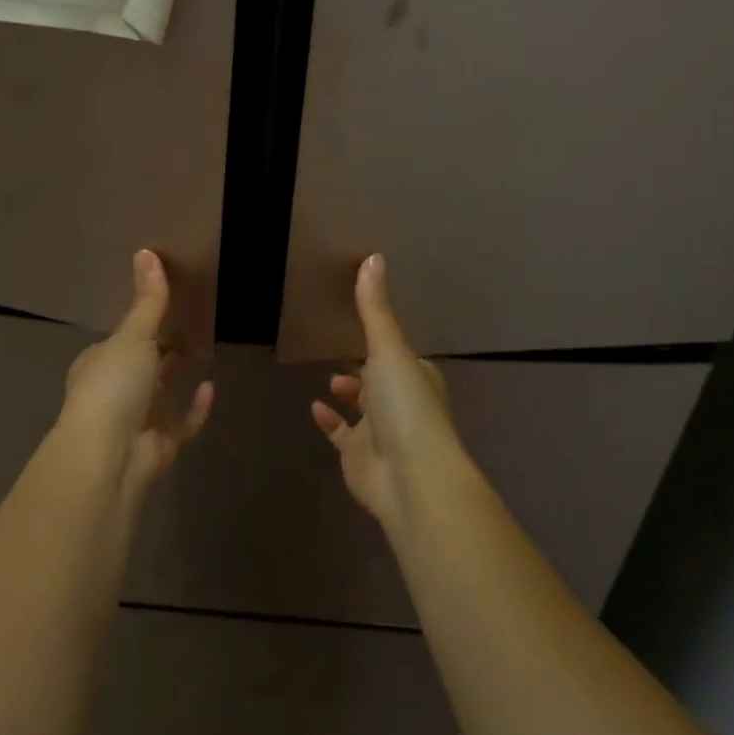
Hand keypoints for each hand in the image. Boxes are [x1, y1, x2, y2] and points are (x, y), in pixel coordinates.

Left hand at [56, 250, 214, 492]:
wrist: (108, 457)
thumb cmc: (112, 387)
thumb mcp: (132, 336)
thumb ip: (147, 300)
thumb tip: (146, 251)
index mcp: (97, 364)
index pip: (117, 340)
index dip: (137, 325)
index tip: (161, 306)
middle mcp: (113, 392)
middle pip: (140, 366)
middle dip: (158, 350)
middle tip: (188, 323)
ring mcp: (136, 422)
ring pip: (159, 395)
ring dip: (174, 377)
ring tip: (201, 349)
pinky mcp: (158, 446)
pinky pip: (181, 423)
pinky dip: (195, 408)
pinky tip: (211, 387)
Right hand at [310, 255, 467, 529]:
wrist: (410, 477)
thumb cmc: (406, 406)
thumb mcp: (389, 349)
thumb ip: (375, 308)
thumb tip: (374, 256)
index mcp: (418, 376)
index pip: (403, 355)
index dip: (387, 343)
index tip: (367, 327)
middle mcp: (403, 404)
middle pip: (383, 382)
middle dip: (366, 370)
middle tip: (343, 352)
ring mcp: (382, 433)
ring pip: (364, 410)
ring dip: (350, 394)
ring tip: (329, 379)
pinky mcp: (359, 456)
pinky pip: (342, 435)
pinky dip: (330, 422)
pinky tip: (315, 407)